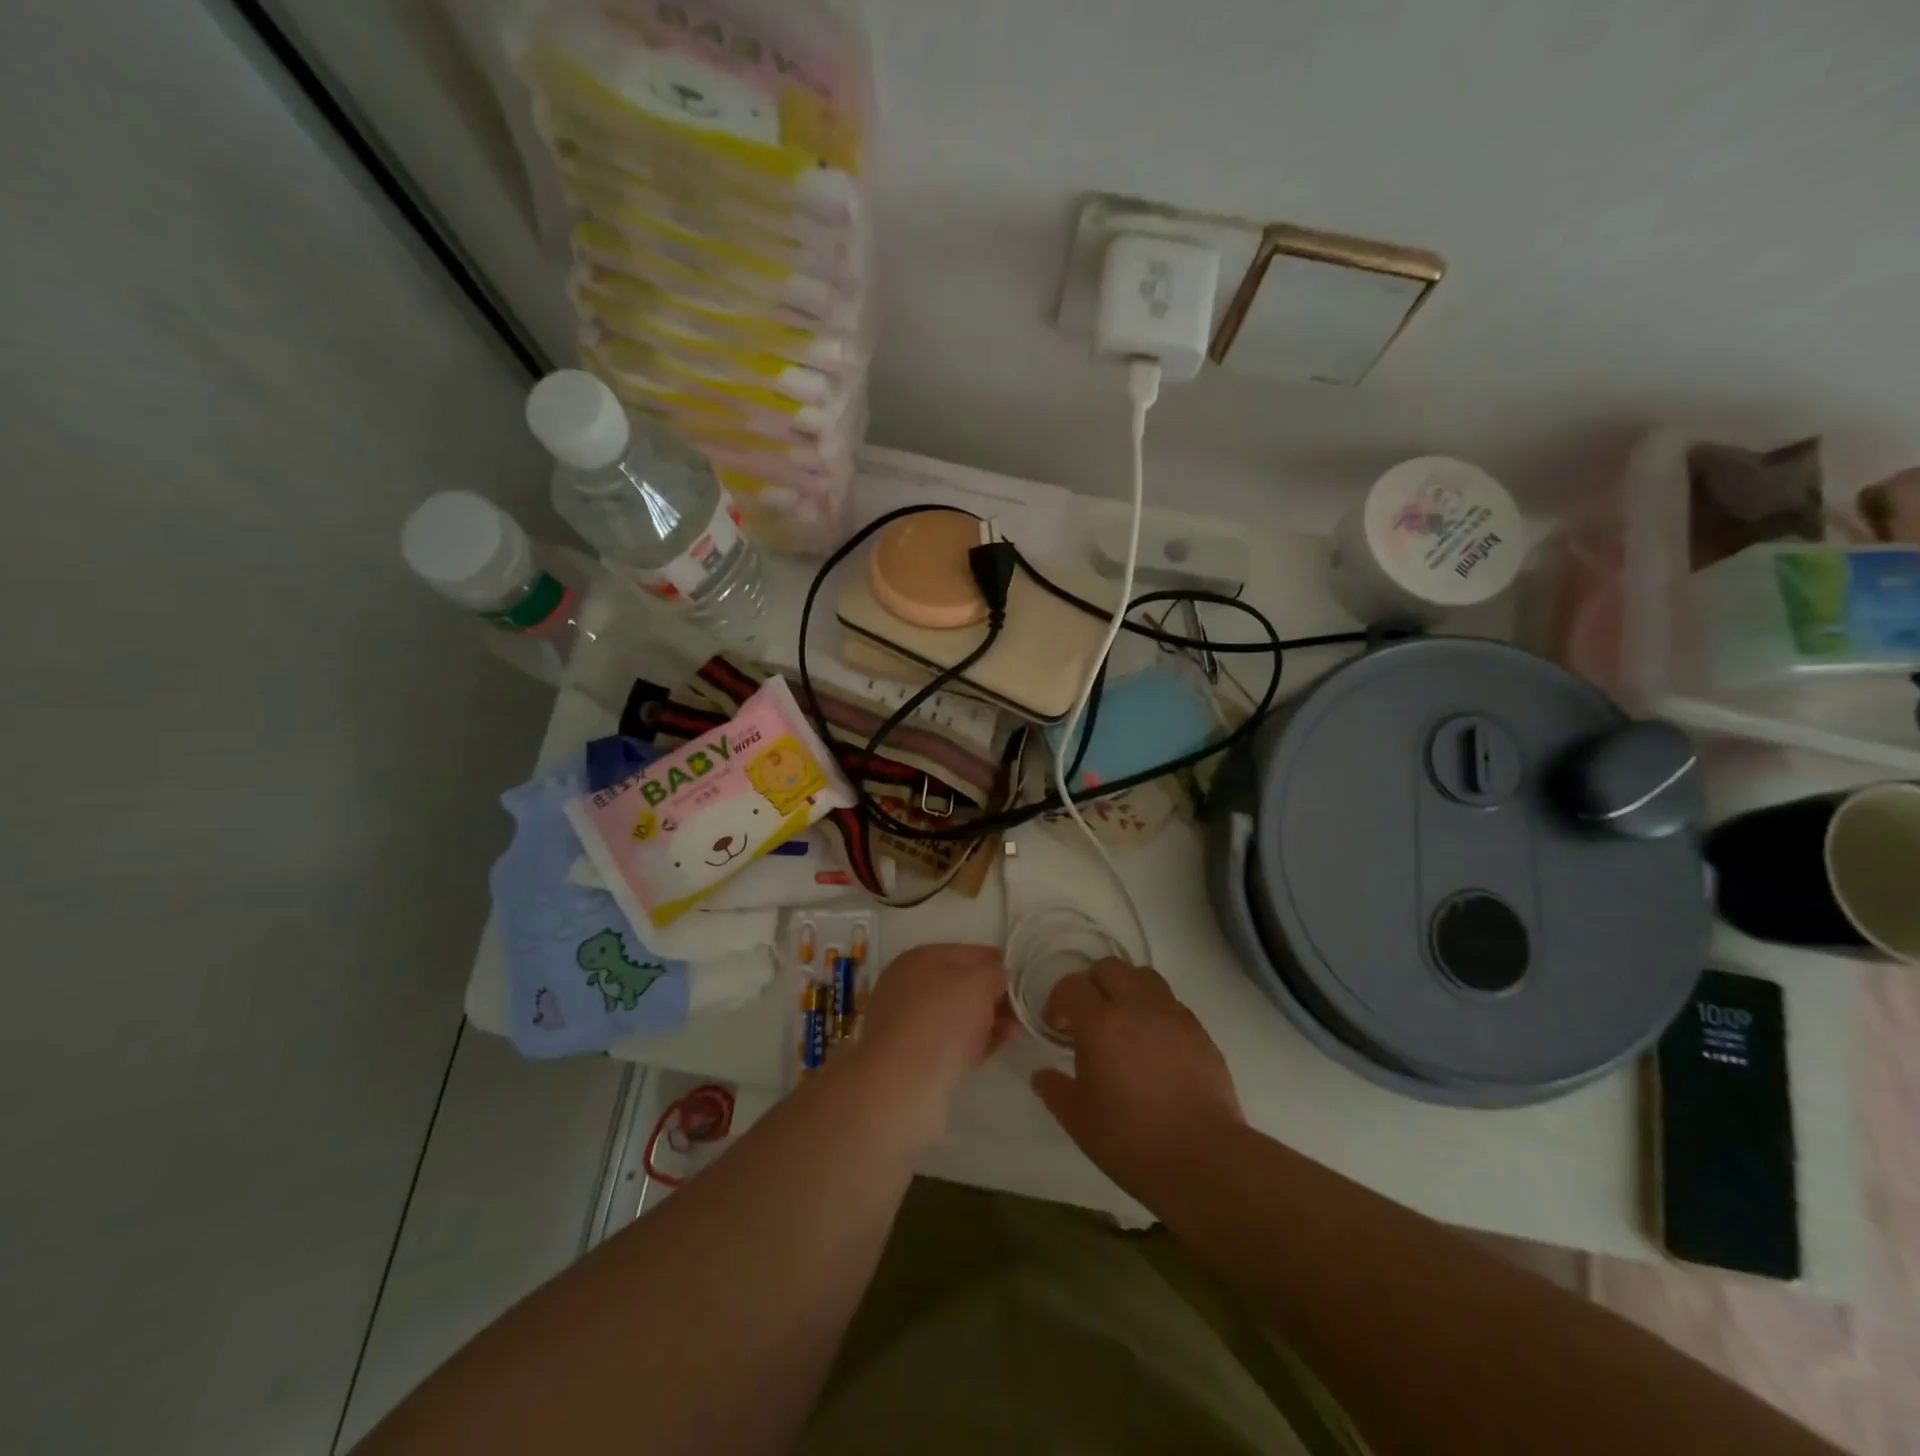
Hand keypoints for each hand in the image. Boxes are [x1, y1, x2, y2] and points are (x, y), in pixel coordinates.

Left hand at [843, 943, 1013, 1143]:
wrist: (902, 1083)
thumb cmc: (942, 1019)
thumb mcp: (979, 983)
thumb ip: (994, 973)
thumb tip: (998, 975)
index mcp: (920, 958)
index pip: (967, 952)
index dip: (995, 962)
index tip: (1020, 977)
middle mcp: (909, 985)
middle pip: (960, 985)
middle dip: (991, 995)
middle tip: (1019, 1009)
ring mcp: (908, 1022)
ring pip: (956, 1015)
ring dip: (986, 1020)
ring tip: (1014, 1031)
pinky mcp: (913, 1056)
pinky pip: (950, 1042)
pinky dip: (973, 1043)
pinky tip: (994, 1049)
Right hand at [1031, 958, 1244, 1204]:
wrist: (1204, 1160)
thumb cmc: (1131, 1140)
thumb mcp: (1078, 1120)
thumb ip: (1054, 1089)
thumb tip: (1041, 1074)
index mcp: (1100, 1022)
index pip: (1072, 985)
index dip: (1059, 1000)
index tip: (1057, 1027)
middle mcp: (1137, 1006)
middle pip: (1109, 967)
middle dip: (1092, 984)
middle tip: (1088, 1017)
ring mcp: (1173, 1015)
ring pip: (1144, 977)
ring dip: (1127, 989)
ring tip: (1124, 1022)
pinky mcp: (1200, 1031)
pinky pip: (1171, 1003)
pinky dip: (1155, 1011)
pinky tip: (1154, 1044)